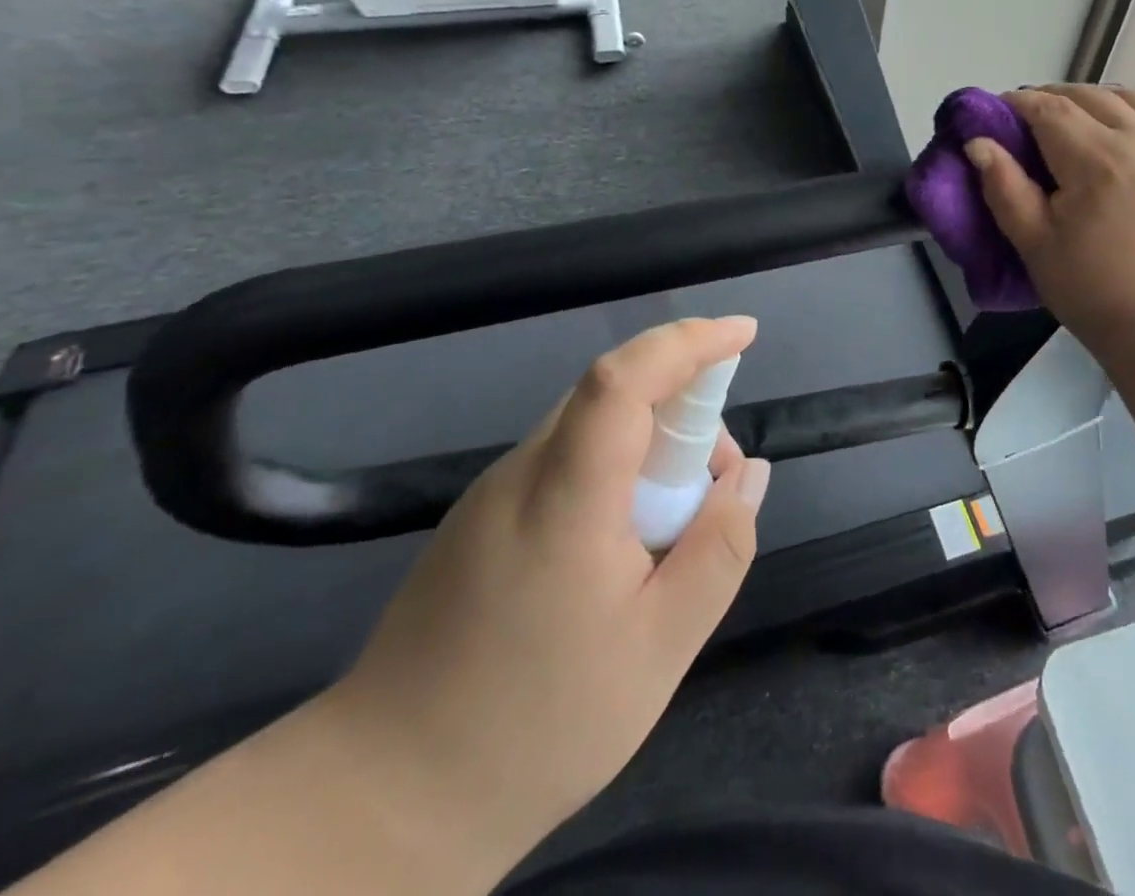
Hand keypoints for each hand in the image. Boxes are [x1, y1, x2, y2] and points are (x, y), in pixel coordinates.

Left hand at [317, 317, 770, 862]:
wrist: (384, 801)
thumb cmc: (537, 724)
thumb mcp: (661, 647)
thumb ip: (720, 549)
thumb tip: (749, 473)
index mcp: (564, 497)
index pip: (623, 379)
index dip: (688, 341)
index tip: (744, 333)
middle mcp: (521, 474)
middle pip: (615, 396)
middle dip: (686, 410)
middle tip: (718, 485)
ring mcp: (492, 493)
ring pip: (592, 429)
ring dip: (653, 446)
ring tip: (677, 527)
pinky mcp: (480, 518)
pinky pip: (567, 462)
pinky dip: (617, 472)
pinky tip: (626, 546)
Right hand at [965, 86, 1134, 363]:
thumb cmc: (1097, 291)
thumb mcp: (1035, 245)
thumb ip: (1004, 188)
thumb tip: (978, 142)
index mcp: (1095, 159)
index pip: (1049, 109)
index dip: (1018, 103)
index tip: (997, 111)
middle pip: (1089, 96)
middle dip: (1052, 98)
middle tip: (1029, 120)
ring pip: (1132, 97)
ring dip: (1097, 98)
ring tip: (1076, 118)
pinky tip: (1134, 114)